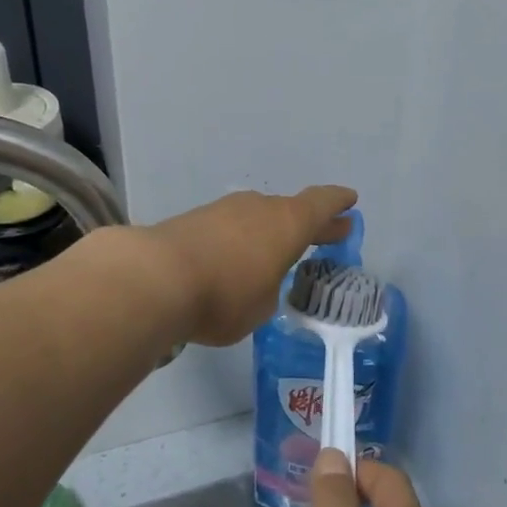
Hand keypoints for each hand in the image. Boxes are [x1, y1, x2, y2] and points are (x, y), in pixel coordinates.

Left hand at [144, 187, 355, 345]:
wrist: (155, 278)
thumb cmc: (225, 297)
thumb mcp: (262, 306)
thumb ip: (268, 289)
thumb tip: (257, 279)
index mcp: (287, 223)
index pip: (320, 204)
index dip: (337, 203)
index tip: (350, 201)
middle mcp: (259, 208)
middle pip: (290, 210)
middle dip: (310, 223)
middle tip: (329, 232)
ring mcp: (224, 210)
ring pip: (257, 217)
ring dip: (270, 232)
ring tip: (275, 251)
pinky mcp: (193, 220)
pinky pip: (229, 227)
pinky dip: (239, 240)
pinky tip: (234, 258)